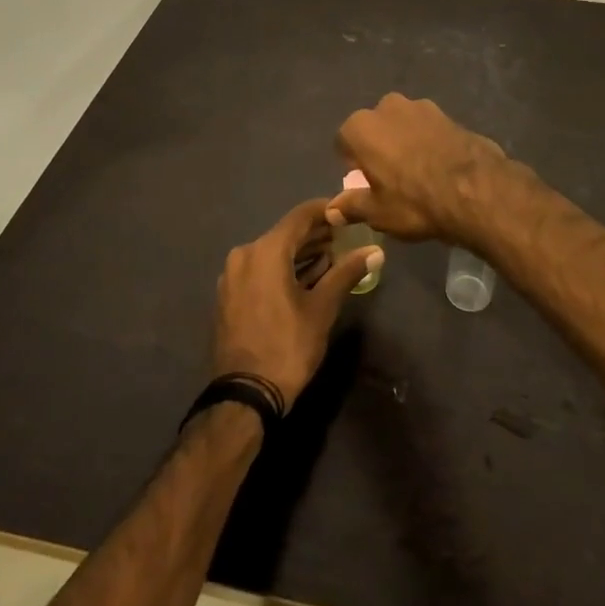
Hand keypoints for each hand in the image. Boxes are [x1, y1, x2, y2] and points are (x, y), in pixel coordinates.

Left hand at [211, 199, 381, 407]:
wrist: (244, 395)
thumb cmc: (287, 346)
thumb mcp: (322, 308)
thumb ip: (346, 273)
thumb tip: (375, 251)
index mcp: (265, 251)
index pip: (300, 216)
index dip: (326, 210)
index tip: (348, 212)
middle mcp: (244, 254)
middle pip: (285, 234)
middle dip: (315, 234)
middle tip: (344, 237)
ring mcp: (232, 276)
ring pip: (272, 253)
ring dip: (300, 253)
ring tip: (330, 258)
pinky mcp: (229, 295)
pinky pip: (260, 270)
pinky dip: (282, 269)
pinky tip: (305, 278)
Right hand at [326, 94, 508, 244]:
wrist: (476, 190)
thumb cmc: (414, 202)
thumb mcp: (378, 212)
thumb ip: (351, 206)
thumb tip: (331, 210)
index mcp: (361, 127)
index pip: (344, 143)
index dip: (353, 165)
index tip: (366, 184)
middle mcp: (386, 107)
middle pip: (374, 129)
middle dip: (379, 148)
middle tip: (391, 179)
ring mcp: (420, 106)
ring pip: (402, 125)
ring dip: (404, 142)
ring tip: (419, 173)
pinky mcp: (448, 113)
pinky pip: (428, 129)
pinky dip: (429, 142)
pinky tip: (440, 166)